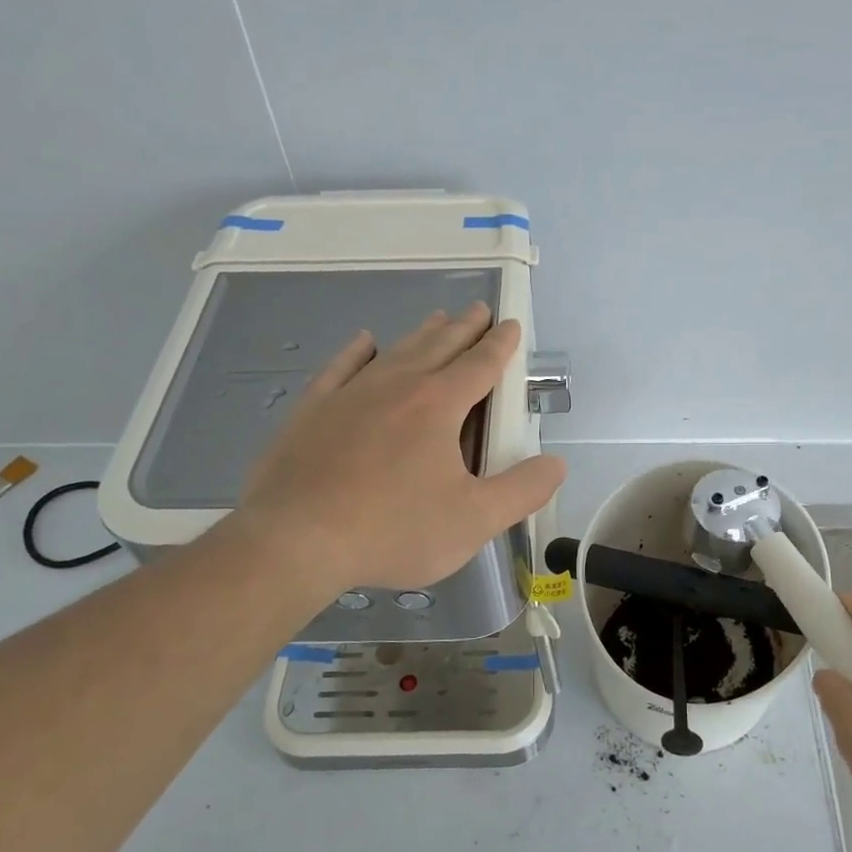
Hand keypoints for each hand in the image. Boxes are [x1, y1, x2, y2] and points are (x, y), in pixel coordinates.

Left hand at [220, 303, 565, 599]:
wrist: (295, 539)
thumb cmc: (393, 530)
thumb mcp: (473, 520)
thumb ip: (522, 490)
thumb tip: (556, 464)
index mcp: (439, 406)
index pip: (480, 365)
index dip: (501, 345)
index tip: (511, 324)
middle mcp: (398, 386)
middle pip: (440, 346)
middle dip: (465, 328)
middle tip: (479, 311)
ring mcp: (351, 393)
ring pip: (396, 351)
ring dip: (422, 333)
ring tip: (438, 318)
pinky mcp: (313, 409)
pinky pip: (342, 367)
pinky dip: (358, 351)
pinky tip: (365, 342)